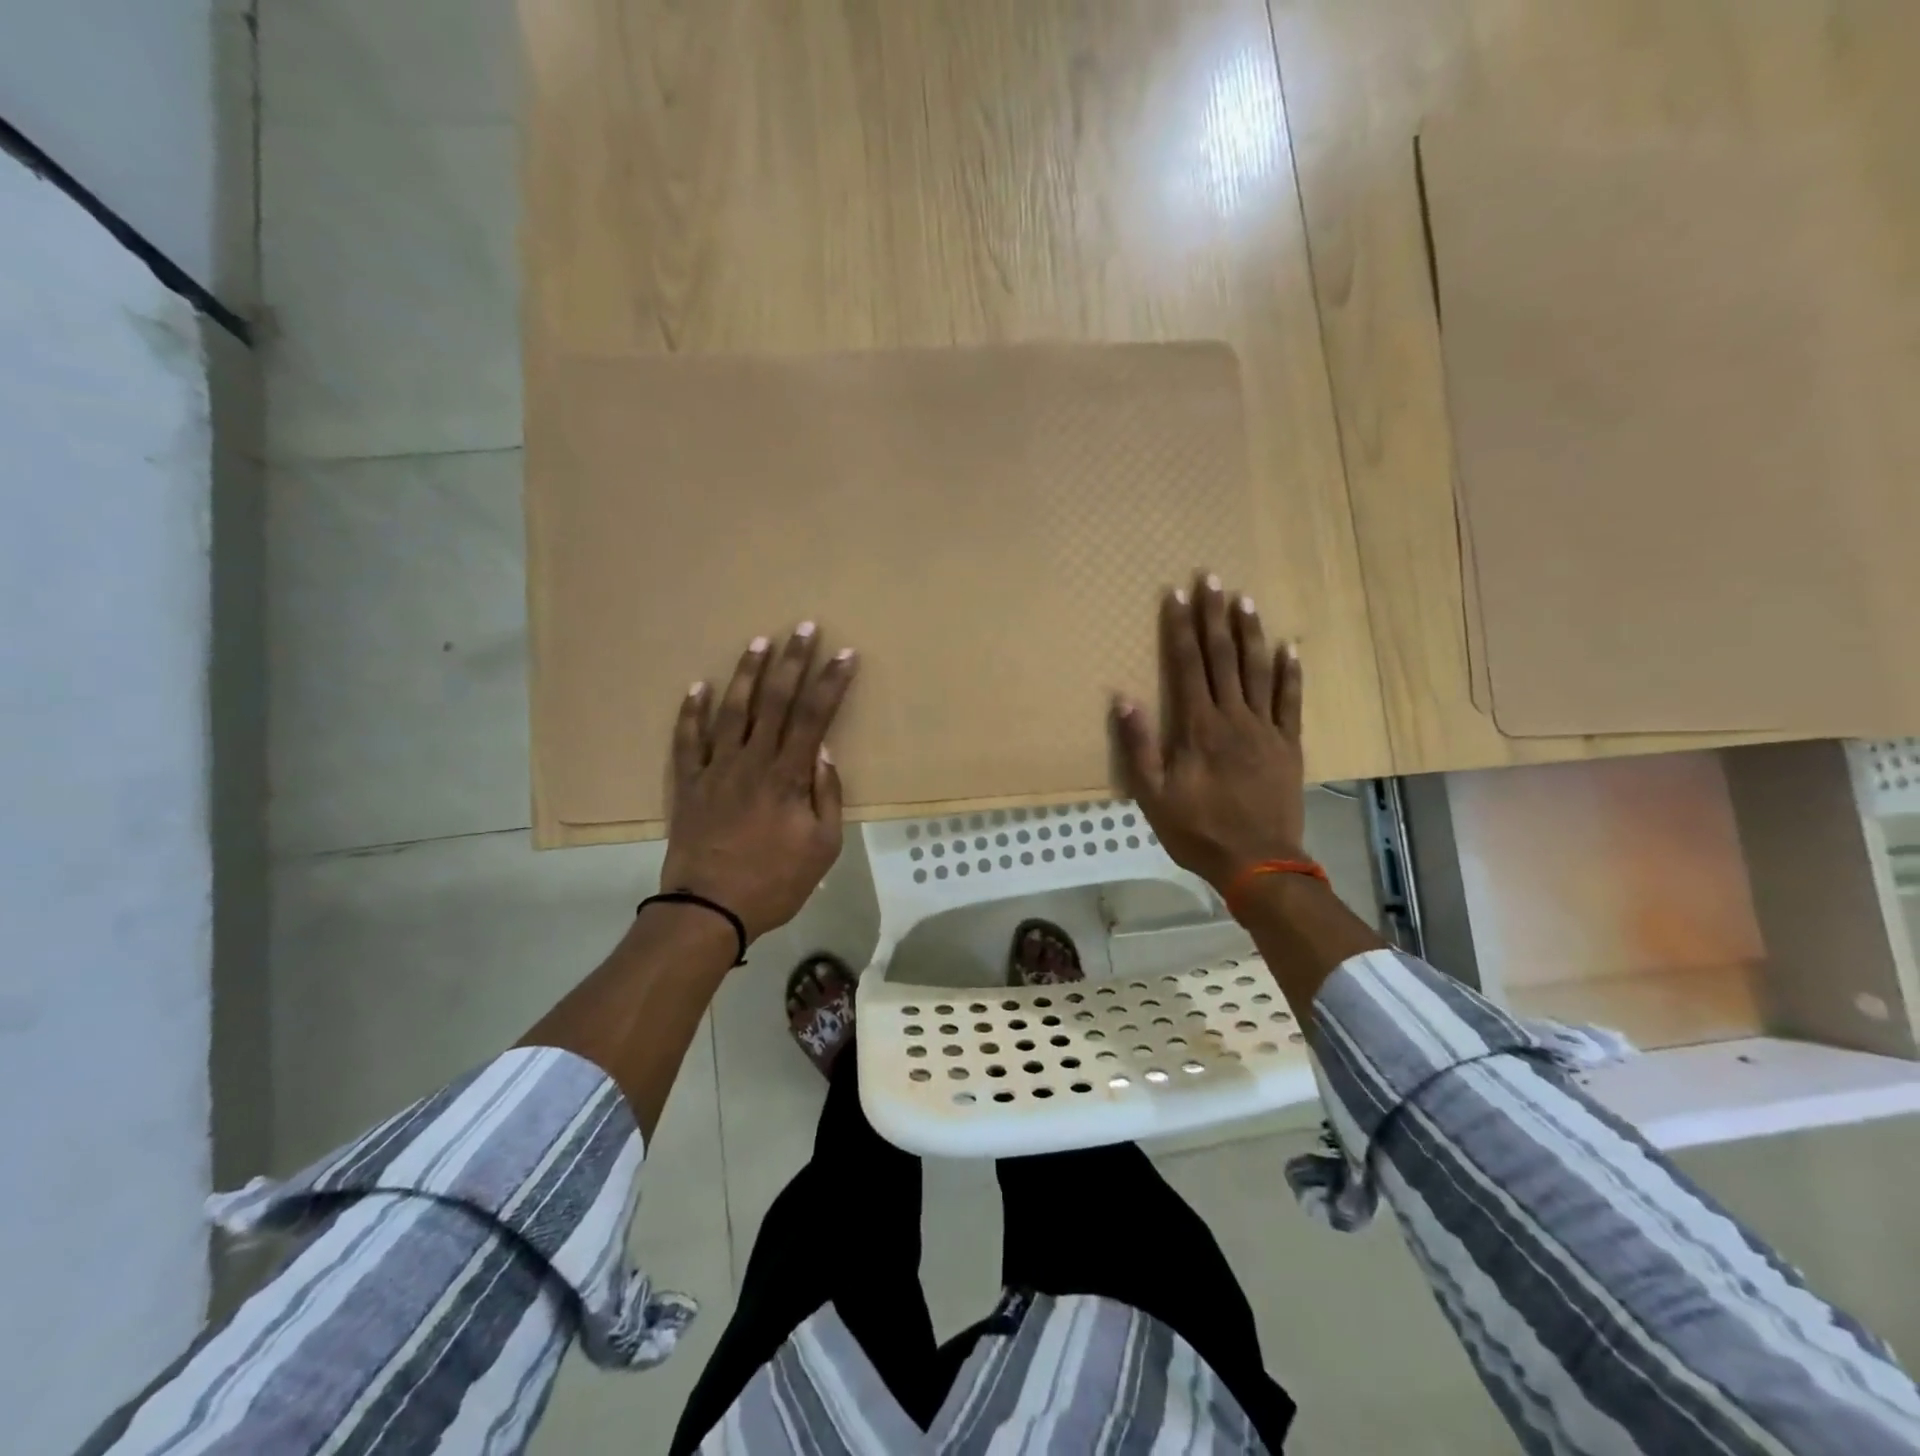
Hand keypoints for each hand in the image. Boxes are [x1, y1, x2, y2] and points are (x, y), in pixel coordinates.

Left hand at [659, 623, 857, 943]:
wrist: (708, 910)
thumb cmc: (774, 882)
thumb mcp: (822, 847)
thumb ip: (826, 796)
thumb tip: (823, 753)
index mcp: (788, 776)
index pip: (815, 717)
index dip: (831, 682)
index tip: (845, 655)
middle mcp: (752, 761)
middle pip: (776, 701)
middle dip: (794, 661)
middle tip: (804, 627)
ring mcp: (716, 769)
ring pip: (732, 710)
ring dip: (747, 673)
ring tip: (759, 642)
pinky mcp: (689, 784)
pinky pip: (687, 740)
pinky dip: (691, 712)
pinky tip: (697, 686)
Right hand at [1111, 573, 1305, 892]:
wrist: (1258, 862)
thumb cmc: (1198, 831)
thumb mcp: (1154, 796)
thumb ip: (1138, 746)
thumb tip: (1124, 698)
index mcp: (1198, 728)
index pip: (1187, 666)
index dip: (1181, 628)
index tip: (1177, 594)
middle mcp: (1233, 717)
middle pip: (1222, 657)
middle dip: (1214, 615)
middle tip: (1211, 578)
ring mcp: (1265, 729)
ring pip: (1257, 669)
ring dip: (1249, 632)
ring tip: (1244, 598)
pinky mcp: (1288, 744)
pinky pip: (1291, 700)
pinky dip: (1290, 672)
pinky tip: (1288, 647)